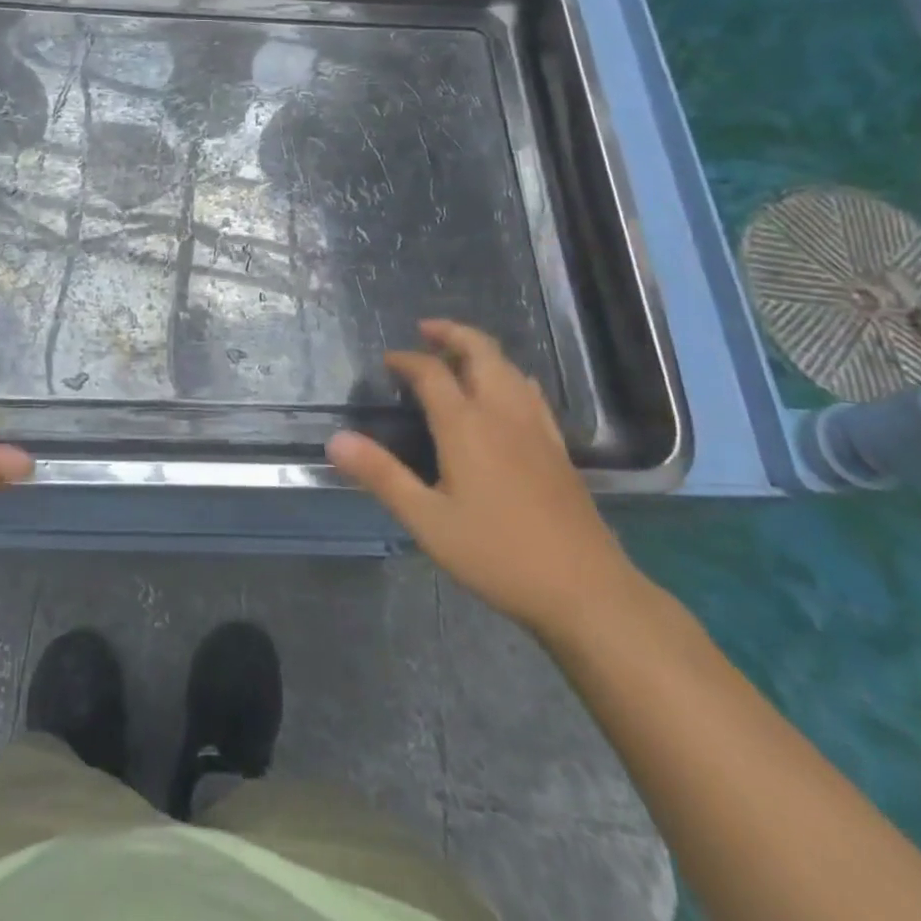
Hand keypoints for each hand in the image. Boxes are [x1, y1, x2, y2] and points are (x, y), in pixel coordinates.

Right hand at [327, 319, 642, 635]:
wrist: (584, 589)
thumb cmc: (496, 553)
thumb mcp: (427, 520)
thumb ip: (381, 475)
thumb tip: (336, 440)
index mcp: (466, 425)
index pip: (431, 373)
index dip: (407, 360)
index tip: (388, 360)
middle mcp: (502, 413)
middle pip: (480, 351)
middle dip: (452, 334)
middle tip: (426, 330)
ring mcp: (536, 427)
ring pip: (509, 367)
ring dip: (480, 350)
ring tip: (458, 356)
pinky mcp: (558, 446)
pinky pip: (529, 390)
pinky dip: (507, 374)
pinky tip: (505, 394)